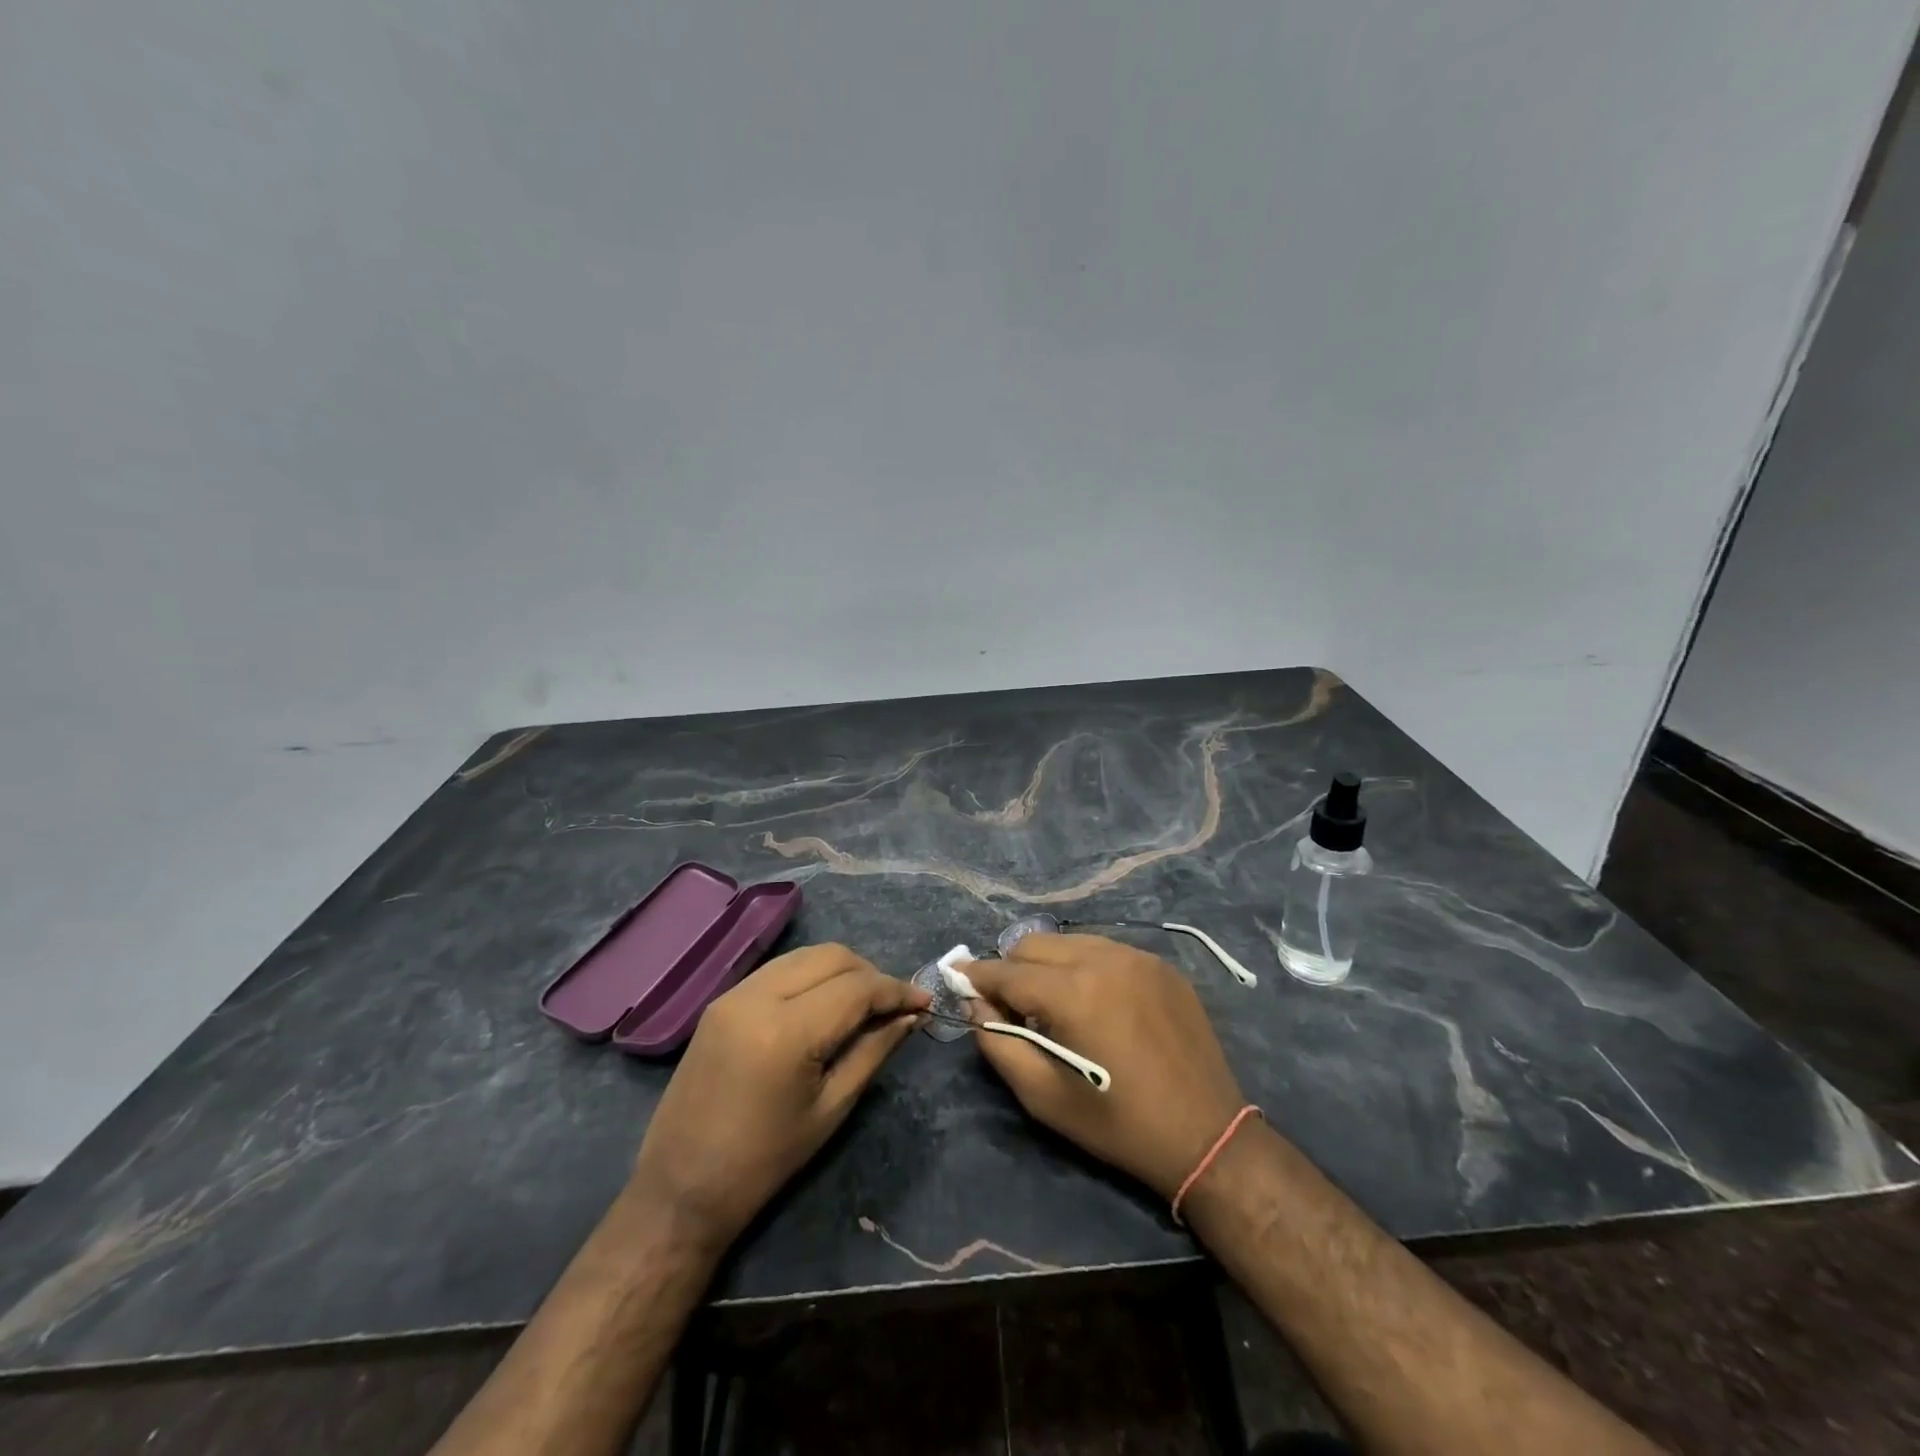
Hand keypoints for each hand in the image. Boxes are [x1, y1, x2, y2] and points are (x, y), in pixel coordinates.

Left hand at [630, 943, 928, 1251]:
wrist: (680, 1188)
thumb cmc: (764, 1161)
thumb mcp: (831, 1108)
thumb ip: (874, 1050)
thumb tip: (910, 1016)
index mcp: (787, 1031)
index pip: (856, 987)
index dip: (896, 990)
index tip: (924, 1002)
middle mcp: (758, 996)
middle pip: (832, 956)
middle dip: (871, 973)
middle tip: (893, 1006)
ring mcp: (735, 992)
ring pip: (805, 955)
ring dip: (842, 970)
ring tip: (863, 1004)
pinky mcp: (722, 999)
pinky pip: (780, 968)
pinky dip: (811, 975)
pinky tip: (825, 1003)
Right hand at [962, 934, 1245, 1200]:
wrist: (1207, 1135)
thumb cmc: (1117, 1123)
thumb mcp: (1044, 1097)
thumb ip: (999, 1044)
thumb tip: (976, 1004)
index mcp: (1073, 992)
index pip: (1007, 972)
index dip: (976, 976)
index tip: (956, 977)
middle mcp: (1104, 959)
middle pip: (1035, 944)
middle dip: (1013, 969)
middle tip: (1013, 1008)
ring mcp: (1138, 957)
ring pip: (1070, 942)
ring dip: (1049, 965)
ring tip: (1055, 1005)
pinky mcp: (1161, 965)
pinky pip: (1106, 950)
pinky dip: (1086, 967)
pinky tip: (1095, 1002)